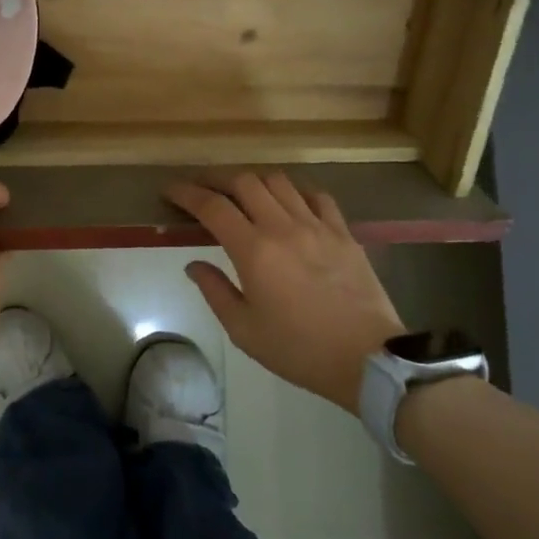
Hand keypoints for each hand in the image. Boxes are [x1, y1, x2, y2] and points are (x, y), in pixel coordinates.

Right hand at [165, 173, 405, 413]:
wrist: (367, 359)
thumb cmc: (299, 350)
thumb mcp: (244, 330)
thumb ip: (215, 291)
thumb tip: (193, 265)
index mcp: (254, 250)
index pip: (212, 206)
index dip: (186, 193)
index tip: (170, 191)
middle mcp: (283, 227)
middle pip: (244, 181)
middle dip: (216, 179)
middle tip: (202, 189)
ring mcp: (317, 225)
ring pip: (279, 181)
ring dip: (254, 181)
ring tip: (242, 194)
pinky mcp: (343, 232)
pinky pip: (316, 196)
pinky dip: (295, 192)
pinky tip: (289, 203)